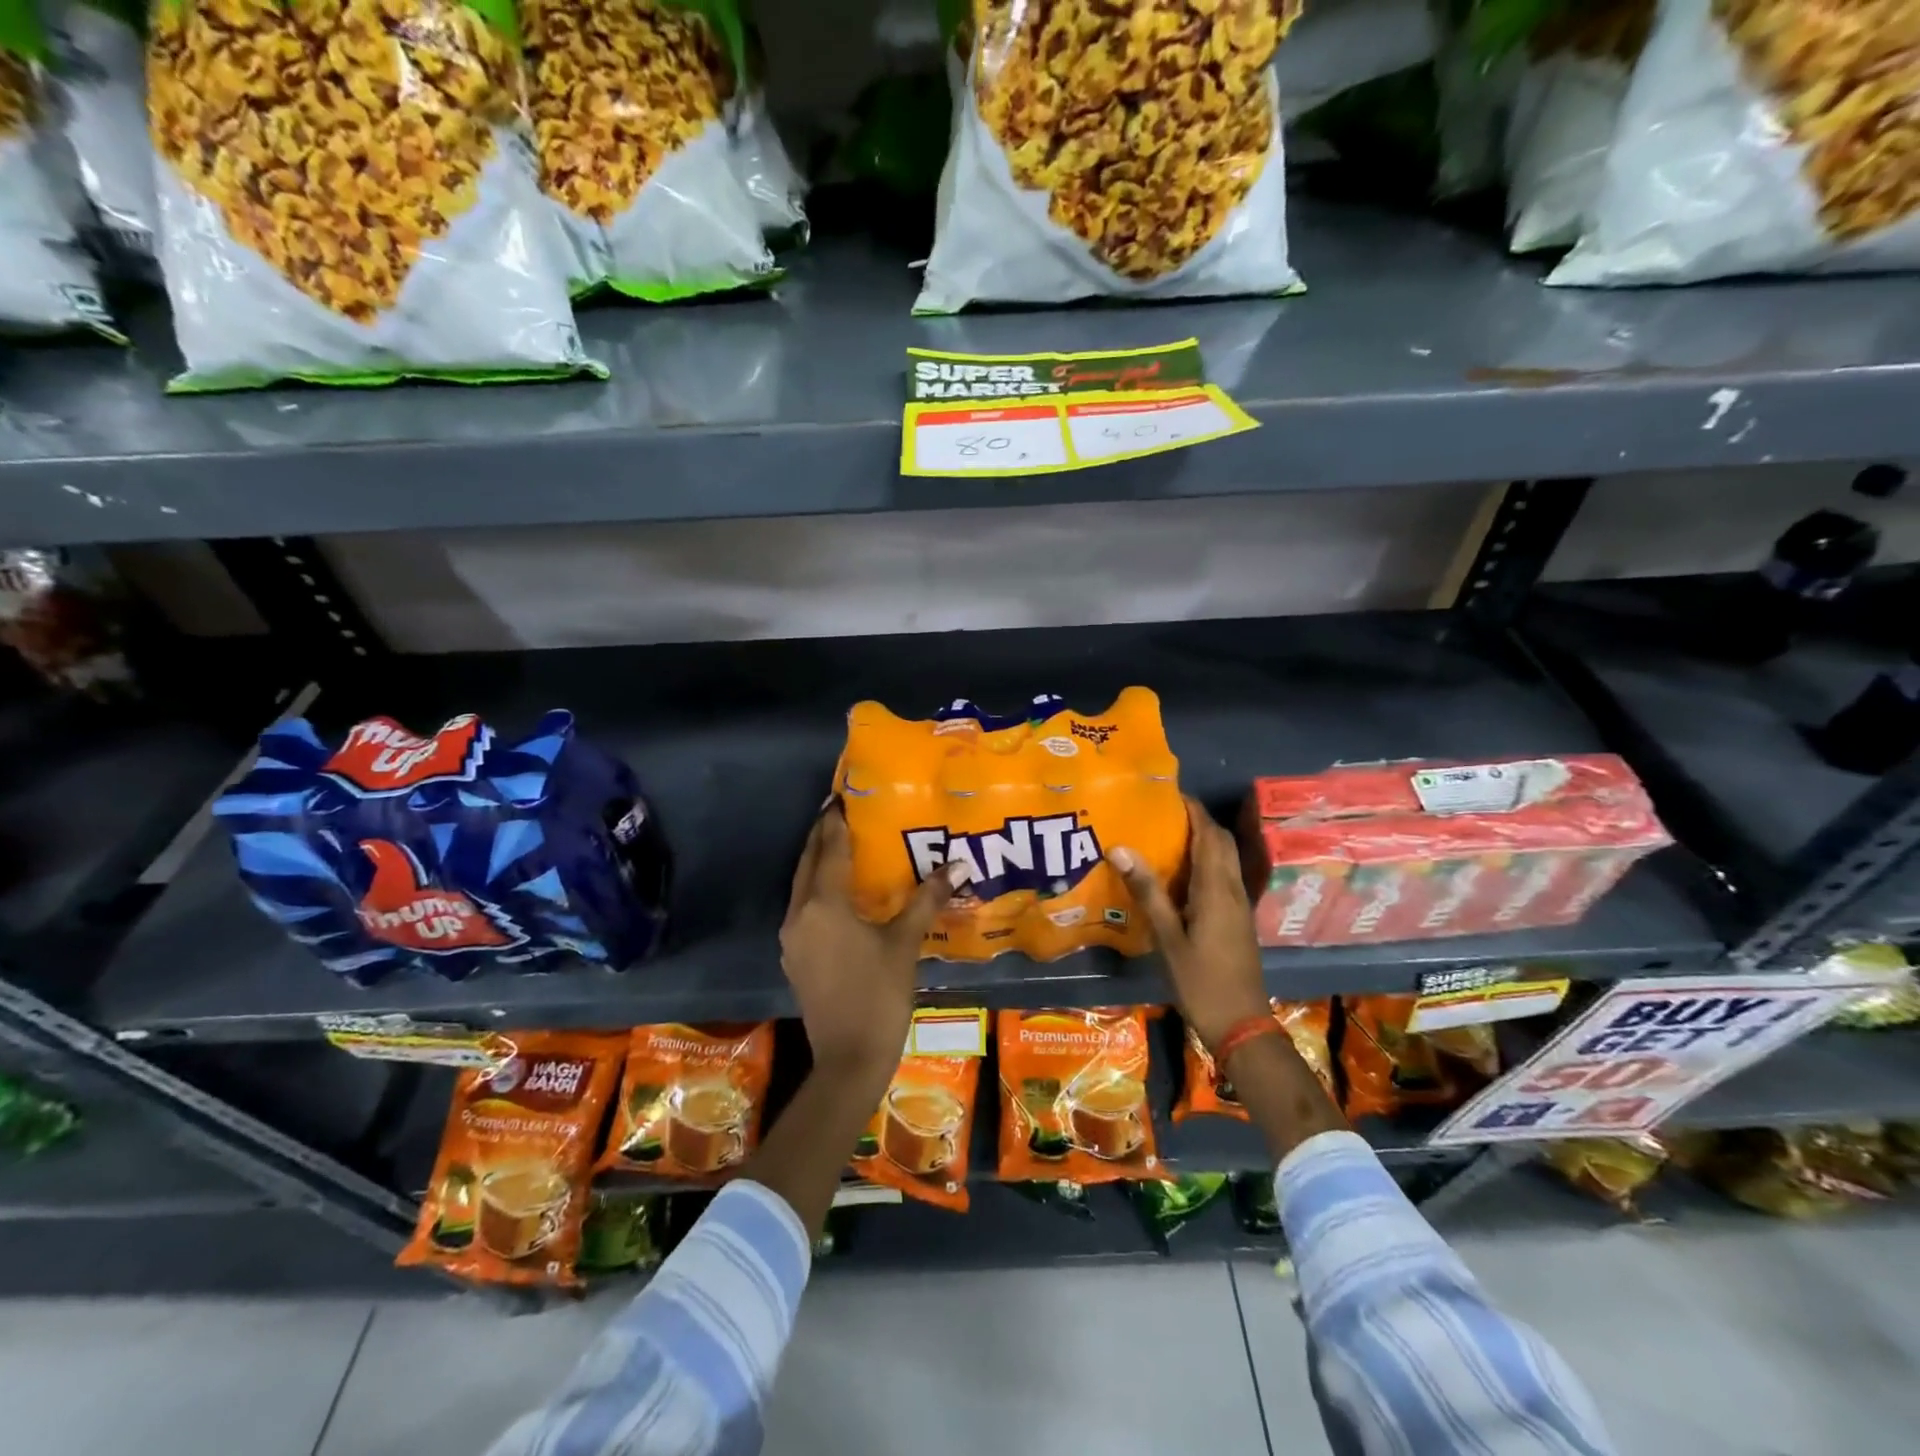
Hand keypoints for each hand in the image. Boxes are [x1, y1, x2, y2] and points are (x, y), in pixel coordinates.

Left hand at [780, 804, 959, 1072]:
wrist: (849, 1059)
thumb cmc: (880, 995)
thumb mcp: (905, 943)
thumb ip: (926, 899)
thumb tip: (958, 864)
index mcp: (824, 905)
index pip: (829, 850)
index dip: (836, 822)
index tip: (842, 796)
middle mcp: (799, 915)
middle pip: (808, 863)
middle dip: (822, 836)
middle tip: (839, 812)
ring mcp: (792, 939)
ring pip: (801, 887)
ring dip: (817, 863)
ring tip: (841, 845)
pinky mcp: (795, 957)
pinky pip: (803, 909)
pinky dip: (817, 890)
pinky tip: (837, 893)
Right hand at [1112, 796, 1270, 1049]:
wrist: (1241, 1024)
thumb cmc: (1201, 981)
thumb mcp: (1168, 937)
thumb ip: (1148, 891)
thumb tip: (1120, 848)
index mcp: (1217, 889)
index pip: (1209, 834)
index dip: (1193, 809)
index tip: (1166, 793)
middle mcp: (1233, 890)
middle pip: (1221, 842)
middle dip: (1197, 821)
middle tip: (1161, 813)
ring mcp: (1239, 905)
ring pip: (1224, 859)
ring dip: (1202, 840)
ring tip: (1165, 835)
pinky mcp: (1237, 919)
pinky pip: (1223, 877)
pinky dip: (1204, 863)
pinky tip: (1179, 875)